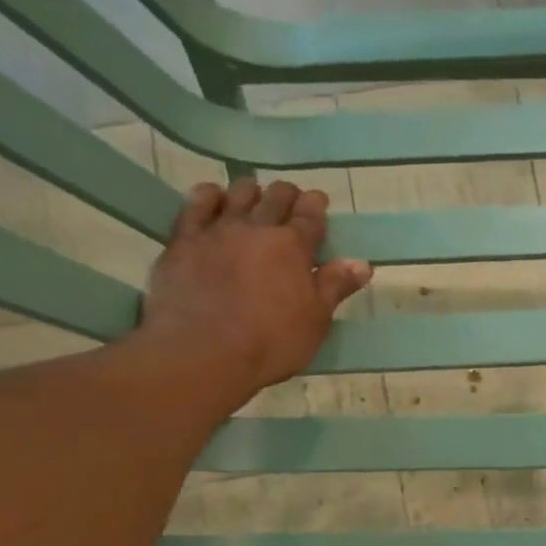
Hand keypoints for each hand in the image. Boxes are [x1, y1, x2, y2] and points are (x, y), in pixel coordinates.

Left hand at [135, 179, 371, 393]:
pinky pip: (195, 204)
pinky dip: (208, 196)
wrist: (202, 353)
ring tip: (253, 199)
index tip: (318, 200)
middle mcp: (257, 228)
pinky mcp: (183, 241)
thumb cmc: (271, 343)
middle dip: (286, 195)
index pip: (311, 214)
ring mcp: (218, 231)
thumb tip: (362, 263)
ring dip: (250, 192)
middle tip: (289, 202)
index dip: (316, 204)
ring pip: (238, 193)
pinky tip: (212, 197)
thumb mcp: (315, 321)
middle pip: (276, 197)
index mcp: (294, 247)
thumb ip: (335, 287)